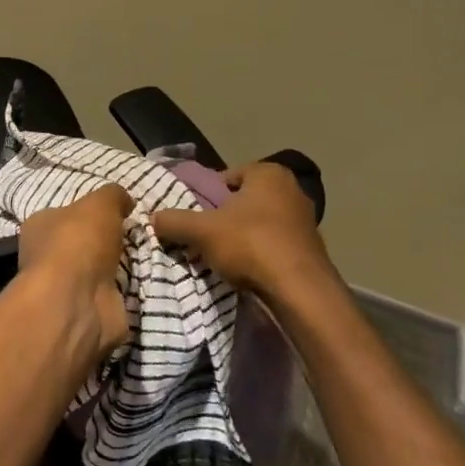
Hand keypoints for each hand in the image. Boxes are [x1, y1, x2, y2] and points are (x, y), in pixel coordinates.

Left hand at [17, 183, 133, 358]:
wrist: (77, 302)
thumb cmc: (78, 242)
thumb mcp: (99, 203)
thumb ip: (113, 196)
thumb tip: (124, 200)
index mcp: (39, 226)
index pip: (64, 215)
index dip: (90, 213)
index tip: (118, 213)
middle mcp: (47, 257)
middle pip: (83, 244)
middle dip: (108, 242)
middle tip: (136, 236)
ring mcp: (66, 287)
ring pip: (98, 271)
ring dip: (120, 268)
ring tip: (147, 257)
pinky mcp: (86, 312)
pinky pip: (111, 296)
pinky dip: (125, 291)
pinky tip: (143, 282)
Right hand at [151, 162, 335, 298]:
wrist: (300, 292)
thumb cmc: (250, 245)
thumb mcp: (201, 231)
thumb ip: (174, 221)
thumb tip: (153, 218)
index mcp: (269, 173)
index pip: (227, 176)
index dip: (207, 194)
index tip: (196, 215)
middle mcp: (292, 190)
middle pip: (244, 201)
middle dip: (225, 217)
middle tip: (204, 235)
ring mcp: (305, 220)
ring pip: (260, 224)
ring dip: (242, 237)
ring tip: (222, 257)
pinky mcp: (311, 249)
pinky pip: (275, 245)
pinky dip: (260, 254)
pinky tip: (246, 271)